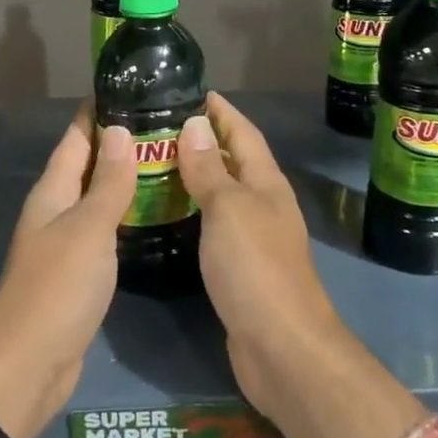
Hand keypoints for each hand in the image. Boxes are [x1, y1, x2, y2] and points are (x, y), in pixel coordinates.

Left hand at [0, 106, 134, 437]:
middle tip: (163, 122)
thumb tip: (120, 129)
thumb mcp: (88, 229)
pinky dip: (124, 214)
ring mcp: (64, 242)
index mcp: (51, 192)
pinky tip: (150, 213)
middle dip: (118, 142)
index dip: (97, 111)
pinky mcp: (77, 271)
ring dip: (124, 178)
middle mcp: (54, 210)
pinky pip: (103, 229)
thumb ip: (107, 182)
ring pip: (96, 197)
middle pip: (86, 165)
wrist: (29, 365)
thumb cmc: (58, 288)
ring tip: (165, 159)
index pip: (75, 138)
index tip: (130, 86)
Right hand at [176, 93, 349, 417]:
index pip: (243, 133)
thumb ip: (209, 169)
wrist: (281, 347)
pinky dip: (193, 211)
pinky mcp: (240, 267)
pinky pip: (213, 225)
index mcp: (266, 183)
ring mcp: (254, 237)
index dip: (221, 111)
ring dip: (195, 175)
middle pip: (234, 161)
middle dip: (203, 139)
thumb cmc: (254, 267)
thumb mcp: (228, 209)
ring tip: (155, 162)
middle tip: (158, 126)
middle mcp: (263, 204)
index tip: (192, 91)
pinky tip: (168, 213)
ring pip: (222, 193)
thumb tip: (195, 124)